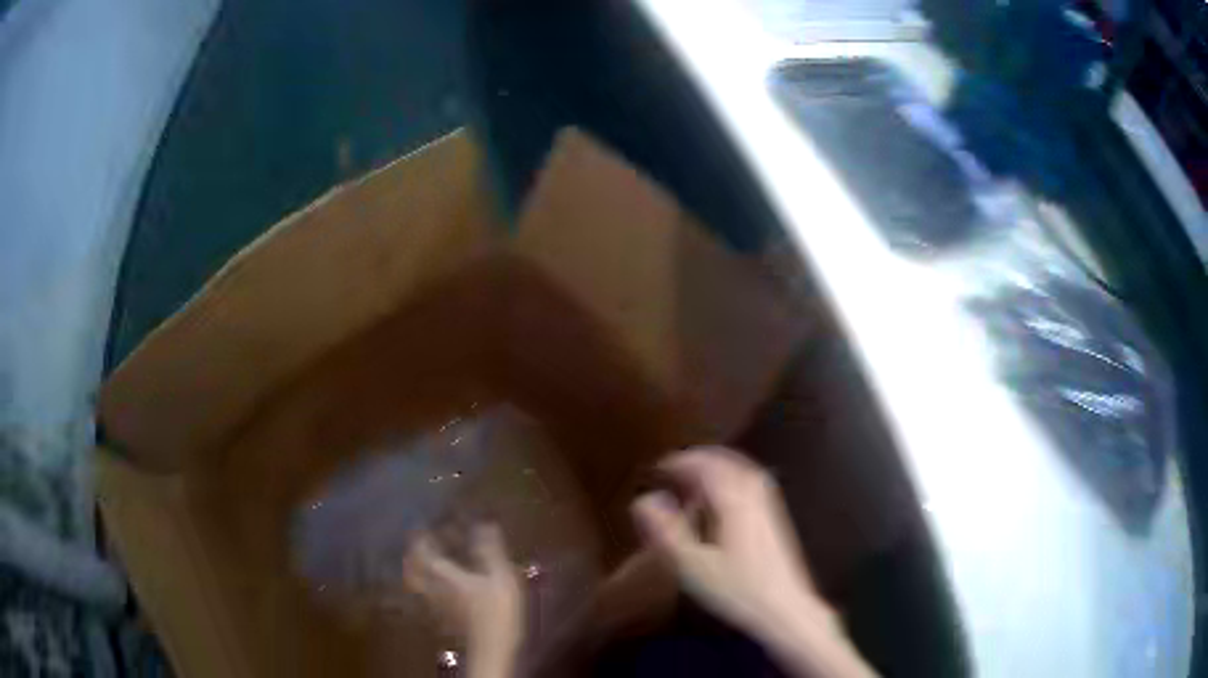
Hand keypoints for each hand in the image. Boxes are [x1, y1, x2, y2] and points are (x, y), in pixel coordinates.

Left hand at [403, 524, 522, 677]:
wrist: (492, 649)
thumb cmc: (497, 612)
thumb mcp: (501, 577)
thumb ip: (489, 551)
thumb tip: (483, 523)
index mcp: (444, 575)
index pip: (423, 552)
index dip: (419, 538)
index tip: (421, 526)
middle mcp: (434, 588)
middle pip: (412, 569)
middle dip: (412, 555)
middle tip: (417, 544)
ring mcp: (436, 605)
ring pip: (416, 584)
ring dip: (416, 570)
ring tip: (425, 563)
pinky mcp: (443, 618)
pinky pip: (425, 597)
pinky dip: (425, 587)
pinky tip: (438, 587)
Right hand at [632, 447, 875, 677]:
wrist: (785, 608)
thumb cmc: (737, 590)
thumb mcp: (694, 566)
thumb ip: (667, 533)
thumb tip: (643, 501)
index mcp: (734, 504)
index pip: (707, 468)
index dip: (683, 462)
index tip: (662, 465)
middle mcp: (754, 498)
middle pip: (729, 464)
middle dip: (702, 459)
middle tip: (678, 464)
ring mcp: (769, 508)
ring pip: (745, 472)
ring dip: (721, 466)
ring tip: (699, 474)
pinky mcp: (776, 521)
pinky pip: (754, 485)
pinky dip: (735, 478)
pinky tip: (726, 497)